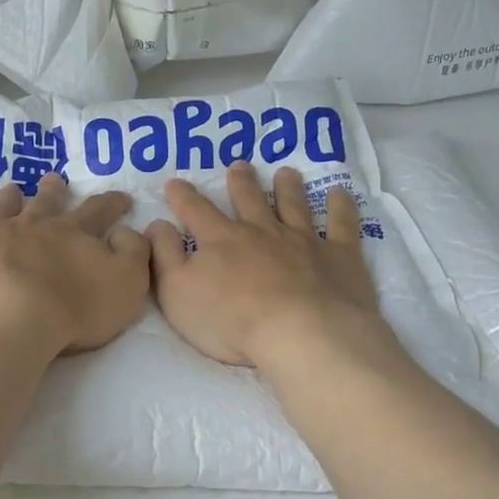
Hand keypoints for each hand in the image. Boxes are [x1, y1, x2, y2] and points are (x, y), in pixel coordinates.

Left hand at [0, 174, 150, 360]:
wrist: (7, 321)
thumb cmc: (73, 309)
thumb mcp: (126, 284)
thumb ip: (133, 254)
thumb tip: (126, 232)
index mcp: (73, 234)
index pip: (98, 211)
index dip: (111, 204)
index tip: (121, 198)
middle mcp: (33, 226)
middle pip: (46, 202)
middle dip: (53, 190)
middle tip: (54, 179)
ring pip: (2, 208)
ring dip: (8, 197)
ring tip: (11, 188)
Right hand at [148, 162, 389, 368]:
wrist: (300, 333)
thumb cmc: (229, 320)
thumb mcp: (177, 292)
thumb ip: (164, 256)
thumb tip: (156, 224)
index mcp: (220, 239)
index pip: (195, 210)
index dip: (182, 196)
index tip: (174, 182)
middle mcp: (261, 231)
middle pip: (249, 200)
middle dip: (241, 182)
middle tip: (239, 165)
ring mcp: (303, 240)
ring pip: (294, 205)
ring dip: (288, 188)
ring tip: (286, 173)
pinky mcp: (339, 256)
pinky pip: (342, 225)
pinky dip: (342, 208)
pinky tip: (342, 195)